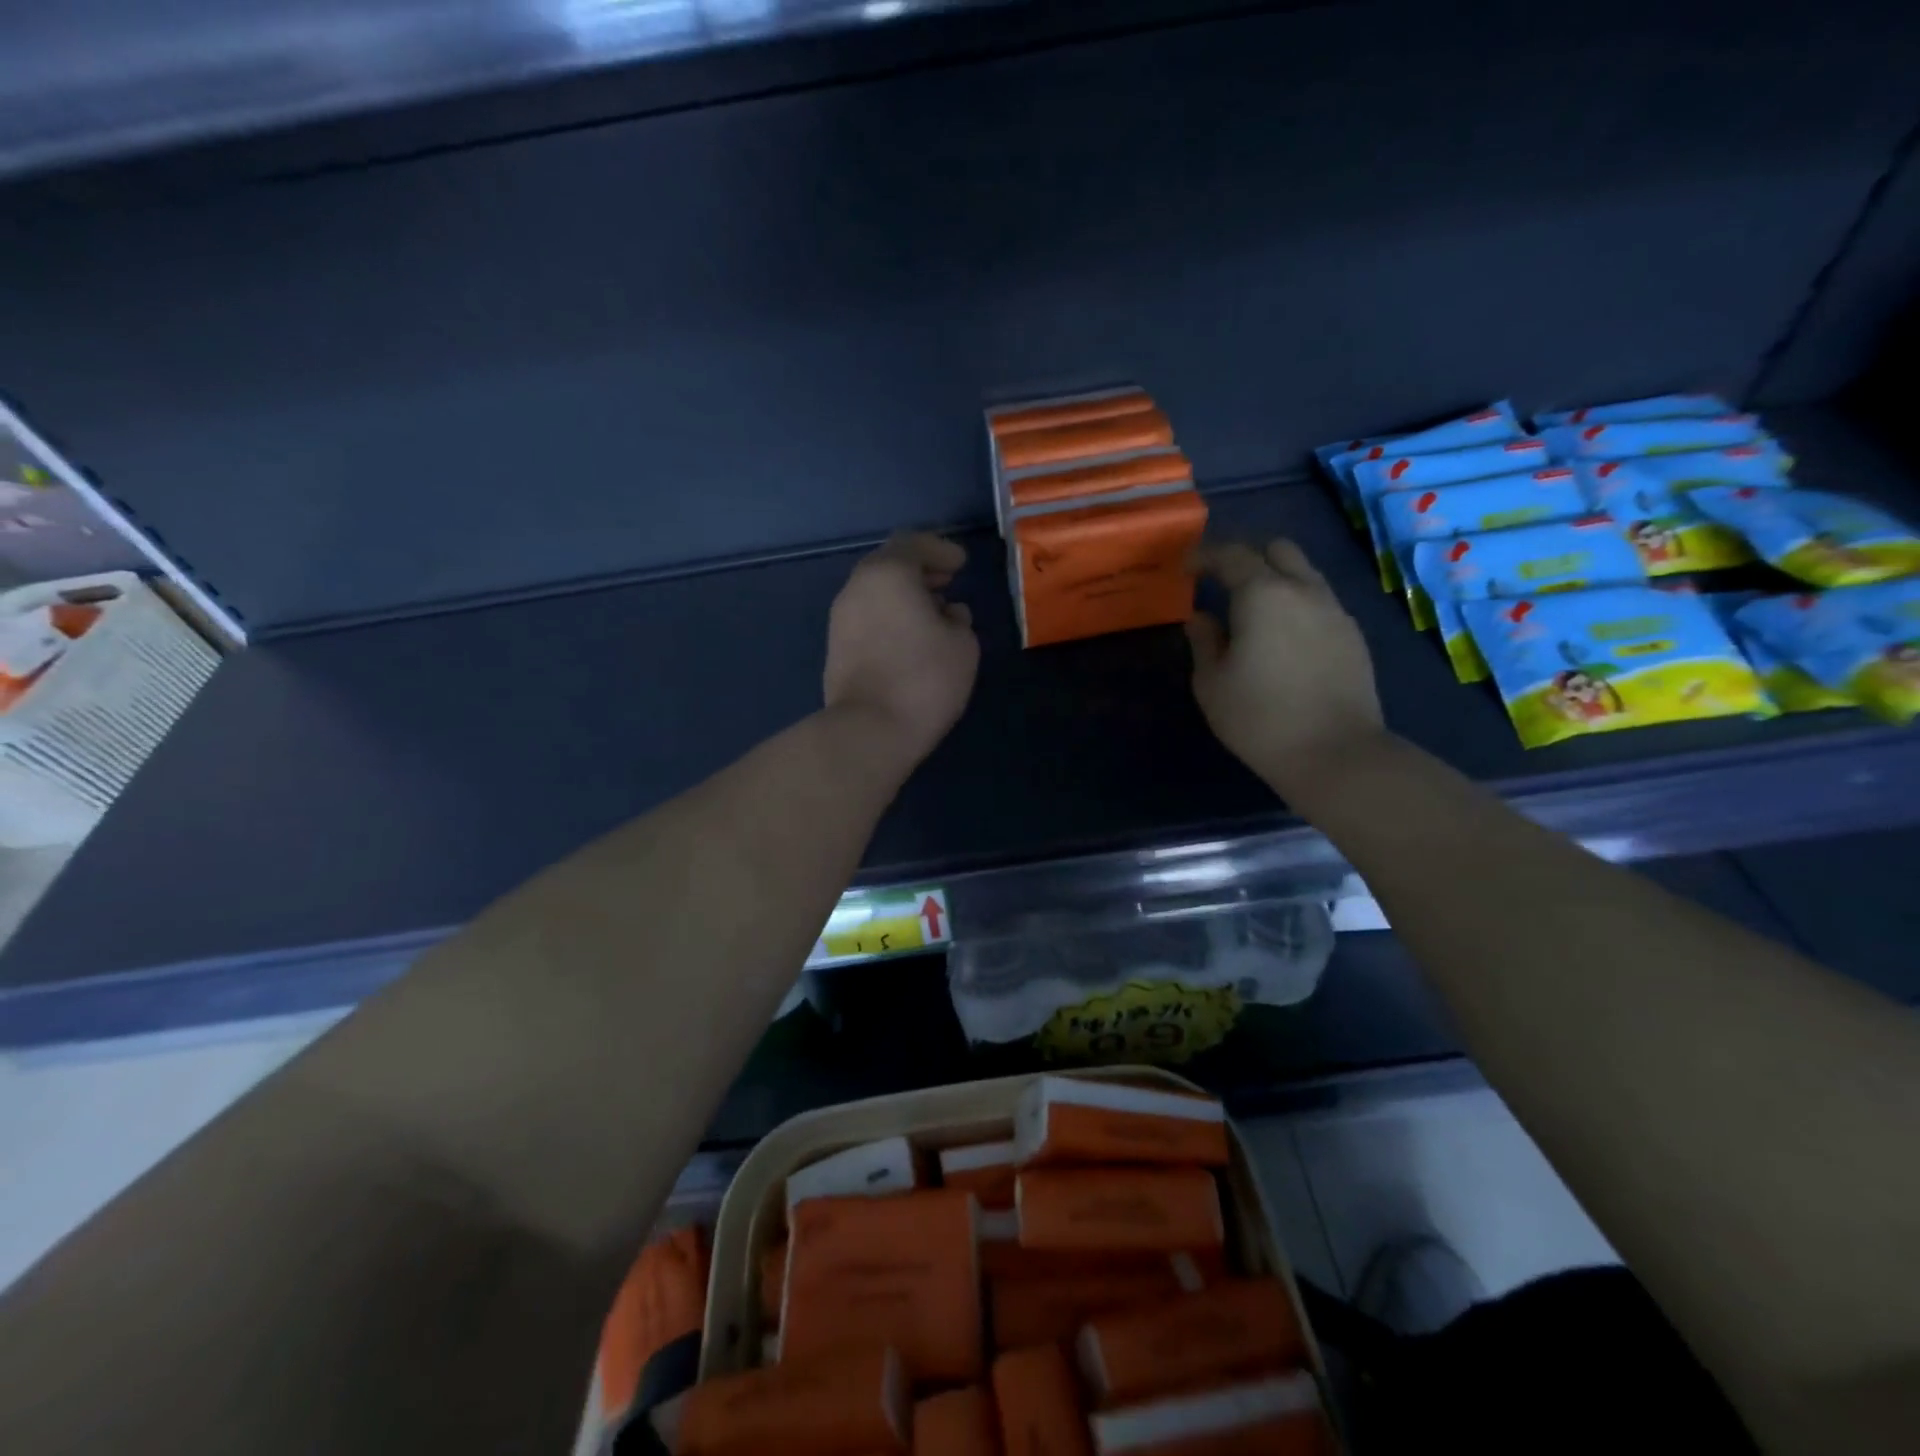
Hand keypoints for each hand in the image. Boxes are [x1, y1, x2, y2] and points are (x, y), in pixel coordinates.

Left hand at [824, 533, 980, 768]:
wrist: (870, 729)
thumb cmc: (924, 678)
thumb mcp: (963, 644)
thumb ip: (958, 619)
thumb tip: (947, 614)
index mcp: (888, 574)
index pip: (912, 544)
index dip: (939, 549)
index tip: (960, 565)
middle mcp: (857, 588)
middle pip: (889, 566)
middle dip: (920, 572)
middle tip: (947, 584)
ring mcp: (841, 619)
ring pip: (876, 594)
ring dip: (904, 597)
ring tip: (933, 616)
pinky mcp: (836, 648)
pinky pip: (868, 618)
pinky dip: (890, 618)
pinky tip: (911, 639)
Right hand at [1187, 539, 1384, 792]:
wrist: (1334, 752)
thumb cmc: (1258, 718)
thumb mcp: (1211, 683)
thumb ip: (1204, 641)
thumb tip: (1201, 618)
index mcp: (1262, 594)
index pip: (1232, 555)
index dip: (1205, 556)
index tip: (1186, 570)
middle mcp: (1303, 590)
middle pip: (1278, 549)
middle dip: (1248, 558)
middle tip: (1224, 583)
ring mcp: (1335, 611)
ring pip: (1304, 574)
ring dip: (1276, 580)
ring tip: (1255, 612)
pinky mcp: (1353, 636)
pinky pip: (1320, 602)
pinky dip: (1298, 605)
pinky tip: (1285, 638)